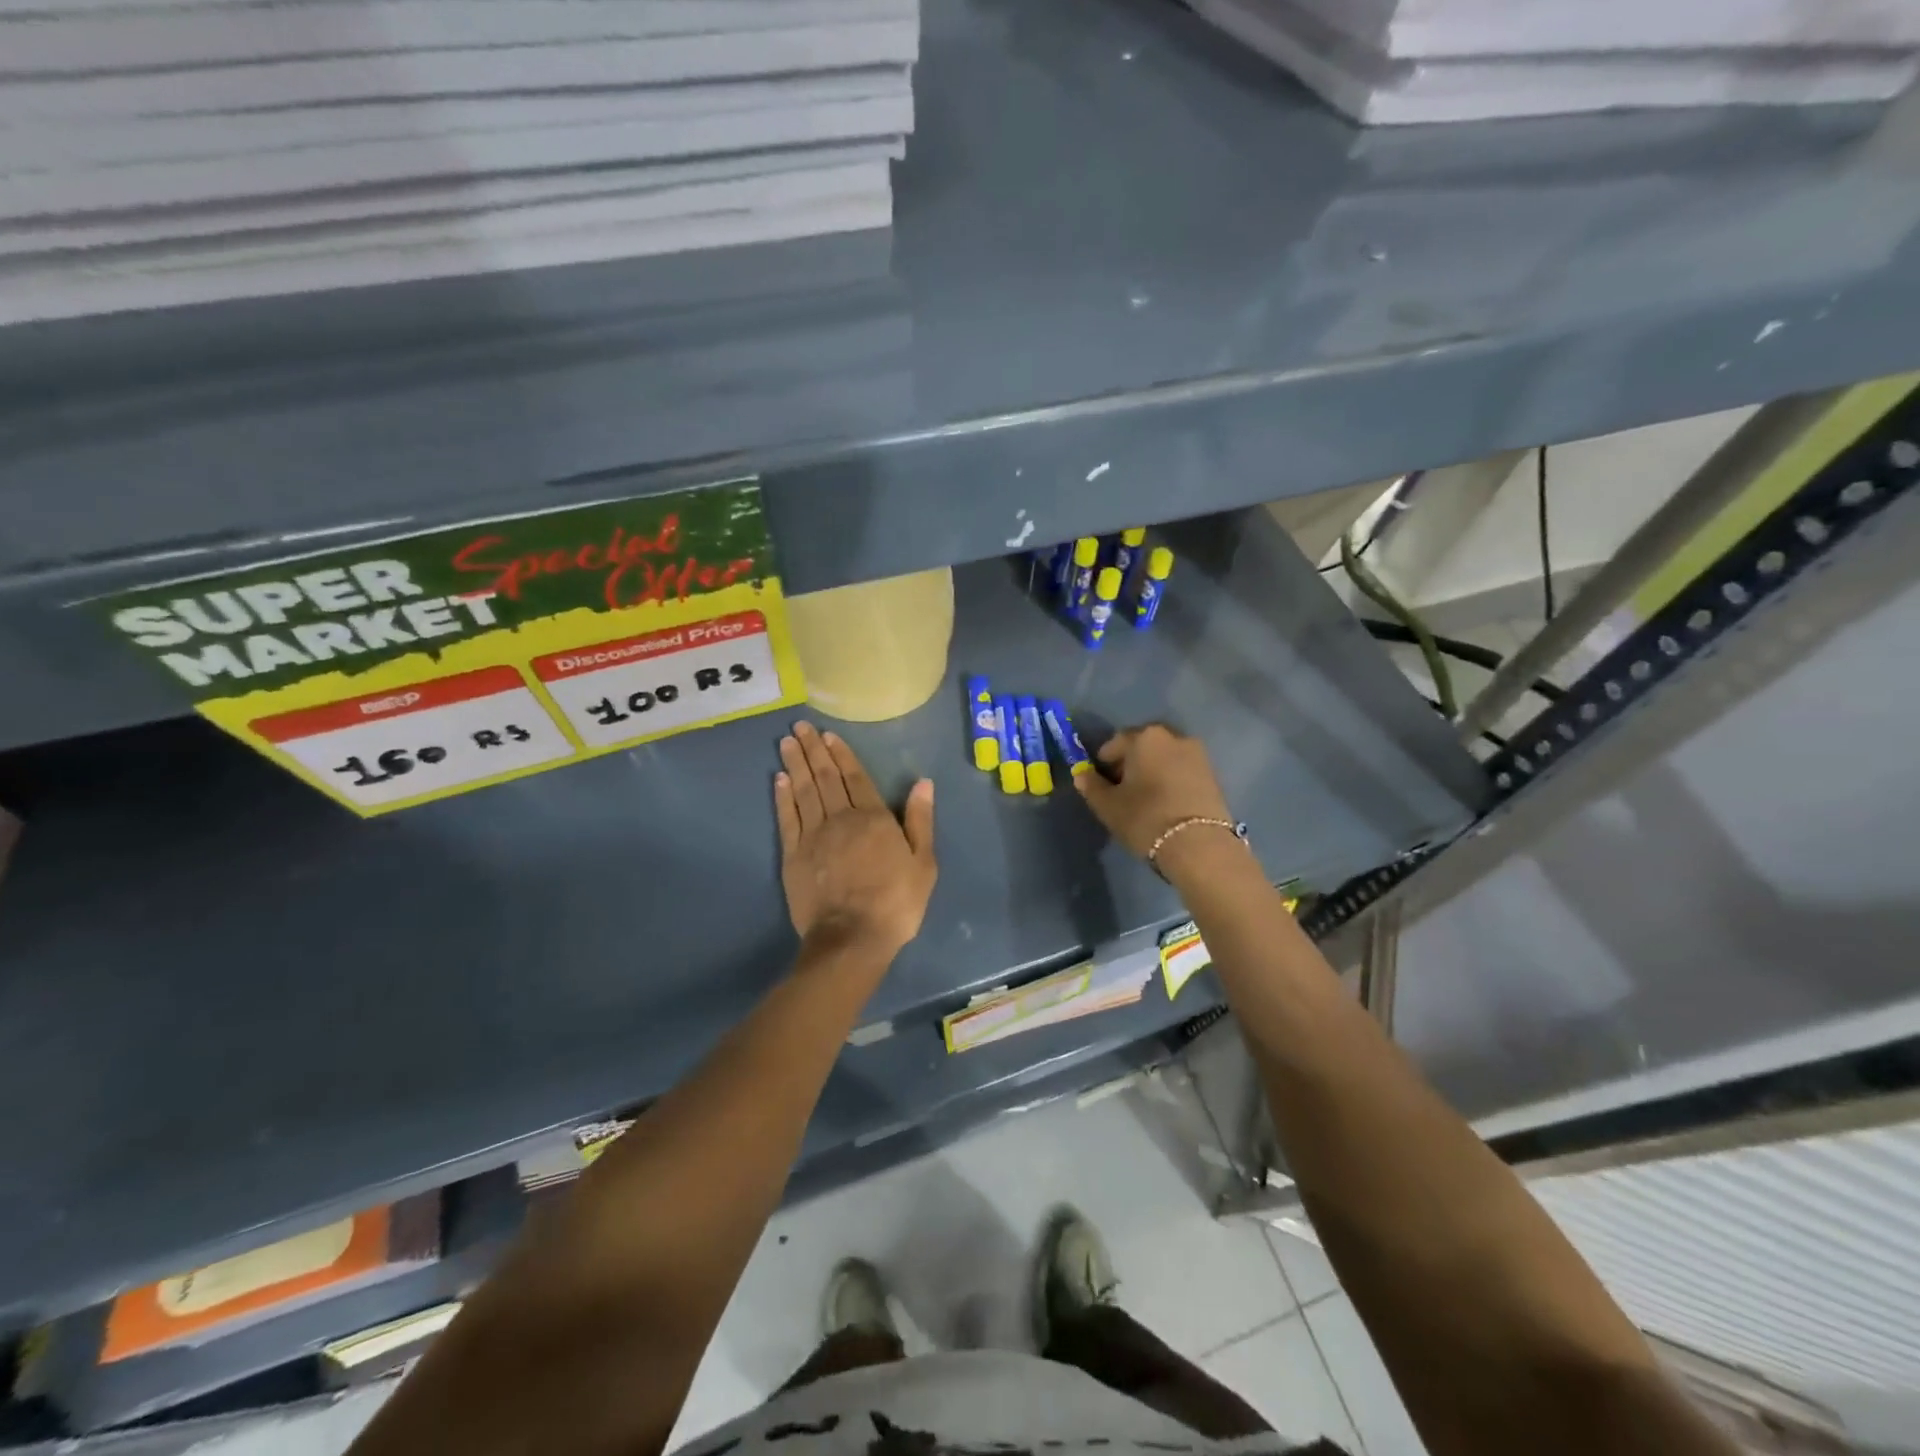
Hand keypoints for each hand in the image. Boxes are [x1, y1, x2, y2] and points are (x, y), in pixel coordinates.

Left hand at [775, 721, 936, 957]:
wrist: (852, 938)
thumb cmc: (896, 903)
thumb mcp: (923, 864)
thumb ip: (921, 821)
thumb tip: (923, 783)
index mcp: (874, 818)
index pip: (855, 777)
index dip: (841, 754)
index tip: (828, 735)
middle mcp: (841, 818)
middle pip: (825, 777)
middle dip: (812, 750)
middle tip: (799, 726)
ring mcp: (813, 836)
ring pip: (803, 791)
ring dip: (795, 764)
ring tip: (786, 741)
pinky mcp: (793, 856)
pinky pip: (787, 818)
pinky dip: (782, 796)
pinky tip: (779, 779)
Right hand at [1074, 723, 1236, 875]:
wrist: (1199, 845)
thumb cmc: (1145, 818)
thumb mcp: (1108, 805)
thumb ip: (1091, 785)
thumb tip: (1081, 774)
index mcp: (1144, 737)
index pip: (1115, 743)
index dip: (1104, 763)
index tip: (1101, 783)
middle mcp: (1173, 736)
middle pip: (1143, 746)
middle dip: (1130, 763)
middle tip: (1123, 790)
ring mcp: (1197, 754)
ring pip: (1164, 757)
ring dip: (1152, 770)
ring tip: (1145, 798)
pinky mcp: (1213, 774)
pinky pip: (1182, 770)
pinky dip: (1171, 779)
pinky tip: (1166, 803)